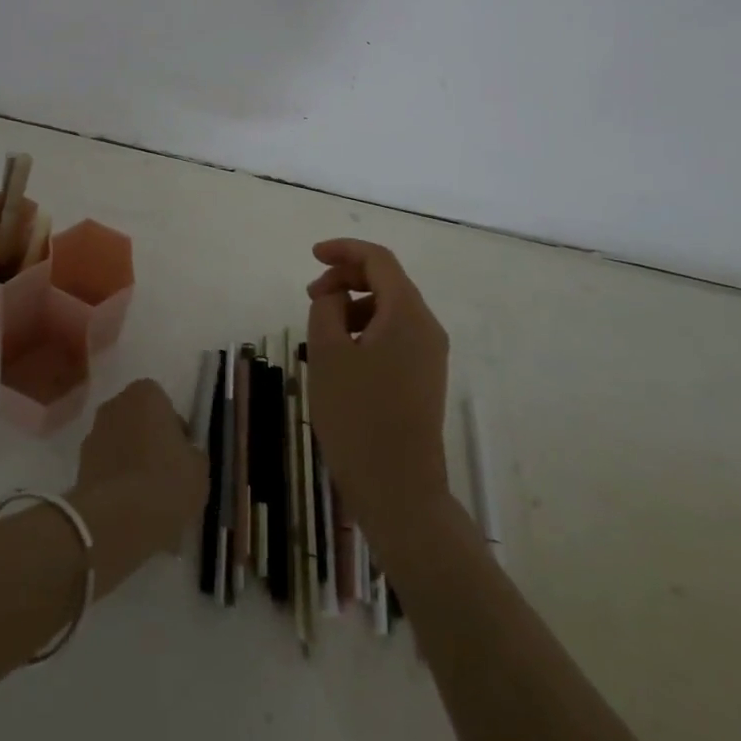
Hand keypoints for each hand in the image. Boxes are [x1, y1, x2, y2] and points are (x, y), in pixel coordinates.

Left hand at [69, 379, 207, 594]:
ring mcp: (93, 434)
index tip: (181, 456)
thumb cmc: (166, 482)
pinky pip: (106, 470)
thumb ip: (191, 452)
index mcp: (145, 393)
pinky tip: (130, 511)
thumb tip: (183, 454)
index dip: (174, 431)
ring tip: (148, 500)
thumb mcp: (199, 468)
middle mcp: (115, 404)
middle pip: (139, 422)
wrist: (116, 521)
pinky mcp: (79, 466)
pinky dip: (116, 484)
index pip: (164, 404)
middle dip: (149, 443)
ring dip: (131, 463)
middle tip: (165, 475)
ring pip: (121, 446)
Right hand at [306, 239, 450, 551]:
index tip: (312, 256)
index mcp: (407, 313)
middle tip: (311, 296)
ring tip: (321, 329)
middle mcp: (427, 327)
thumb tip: (335, 295)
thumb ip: (327, 307)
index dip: (344, 250)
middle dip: (346, 278)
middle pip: (387, 281)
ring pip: (389, 309)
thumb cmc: (357, 416)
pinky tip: (341, 354)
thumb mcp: (328, 352)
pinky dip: (365, 329)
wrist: (399, 490)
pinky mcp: (424, 378)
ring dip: (354, 304)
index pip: (378, 260)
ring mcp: (430, 355)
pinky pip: (394, 334)